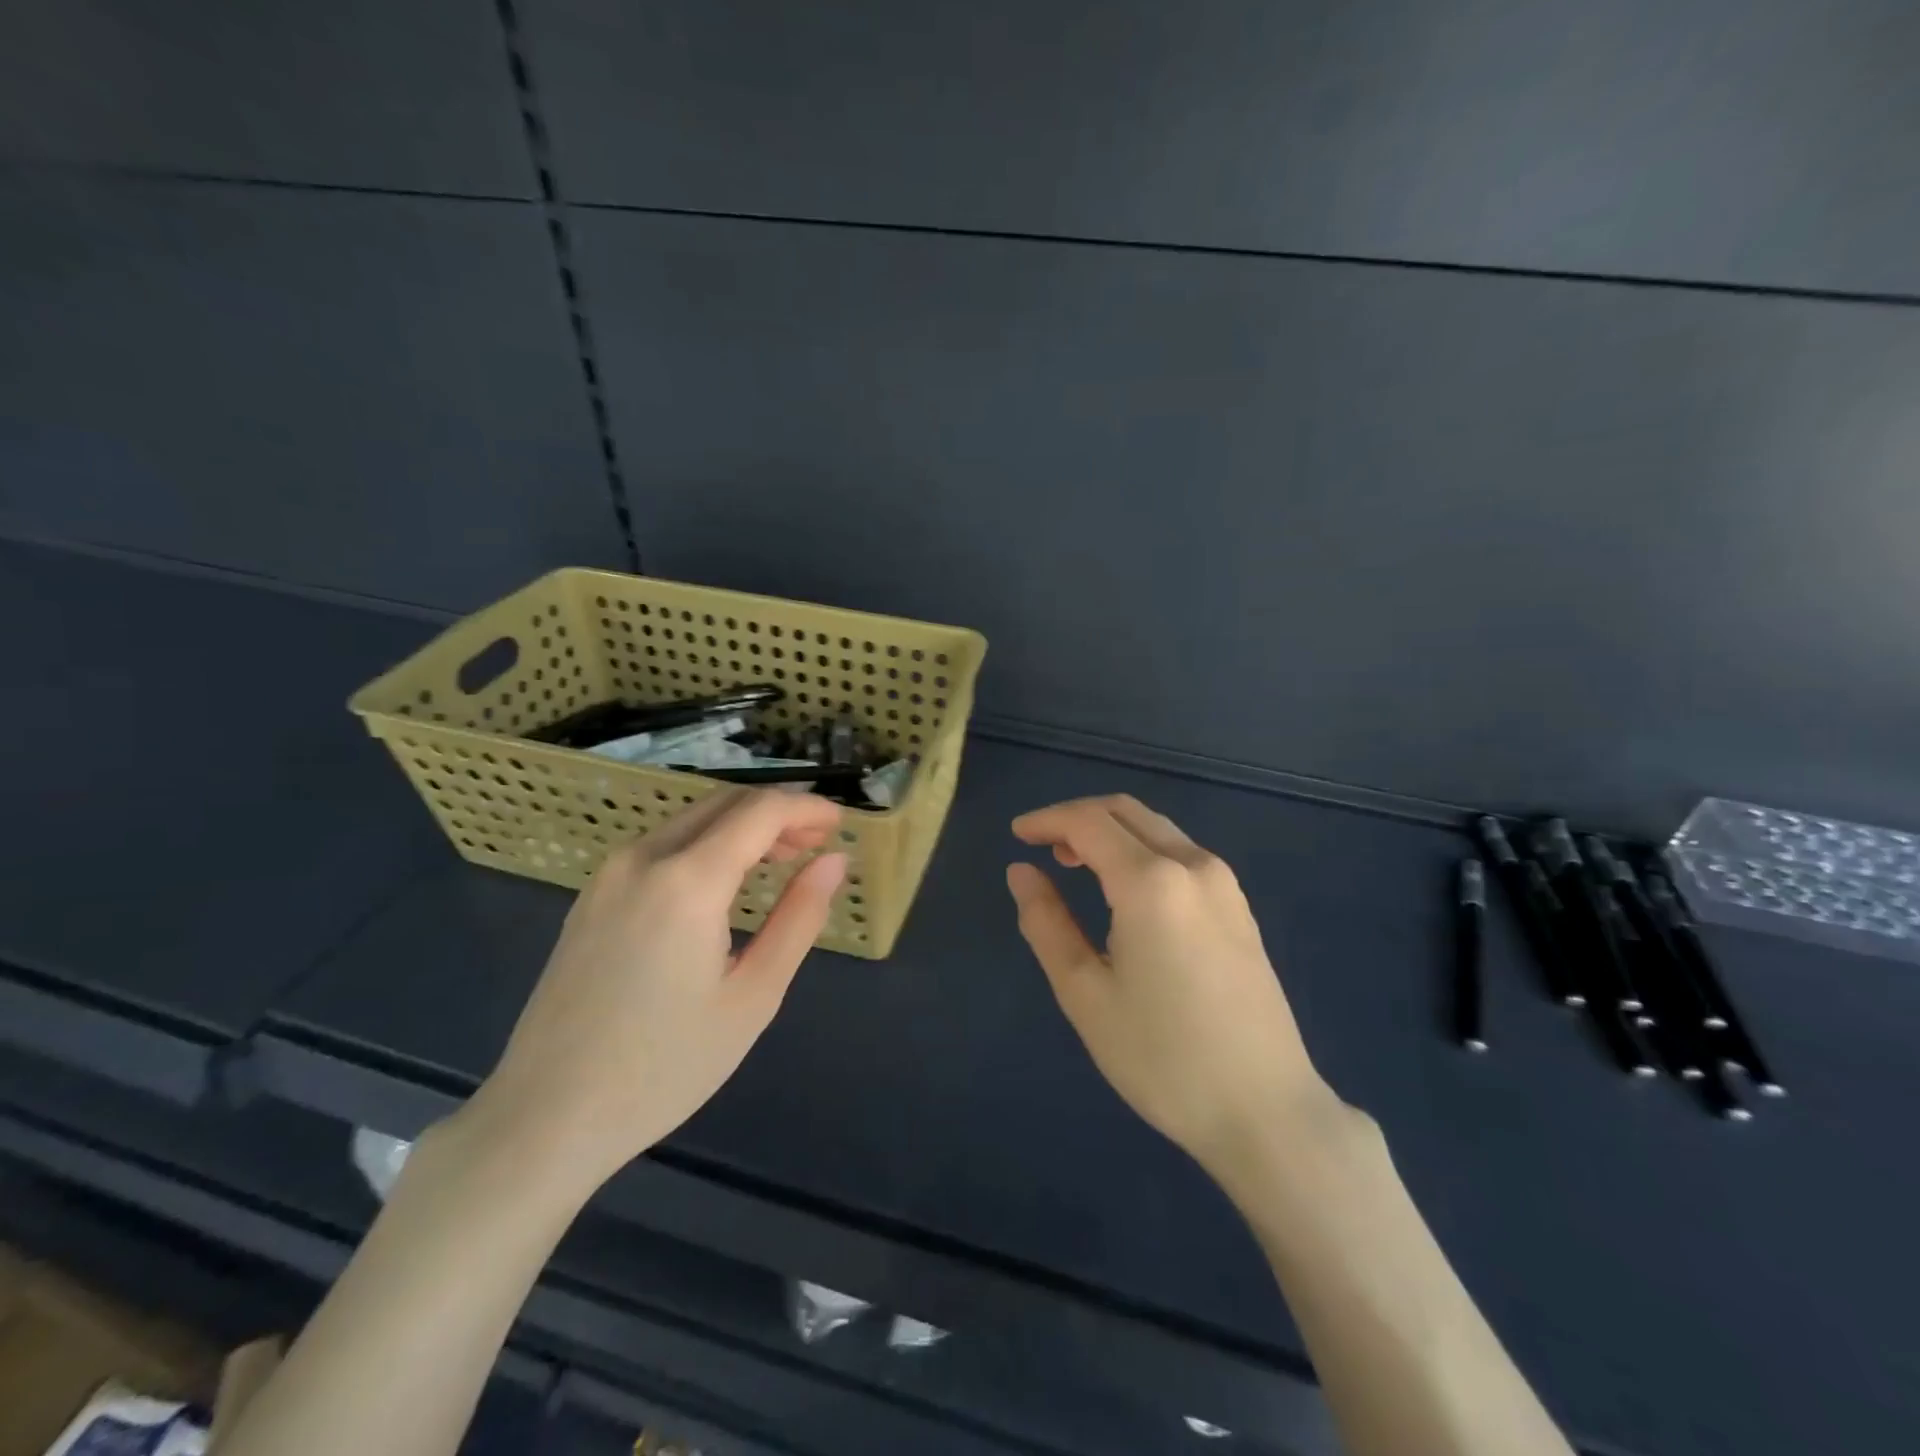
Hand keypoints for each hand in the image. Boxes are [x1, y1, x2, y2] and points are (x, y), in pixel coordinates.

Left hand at [467, 790, 845, 1194]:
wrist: (546, 1117)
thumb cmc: (664, 1067)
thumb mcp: (753, 996)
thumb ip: (798, 918)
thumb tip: (834, 861)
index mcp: (688, 881)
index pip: (760, 812)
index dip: (806, 808)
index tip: (840, 824)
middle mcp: (643, 858)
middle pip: (724, 803)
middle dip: (777, 812)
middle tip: (816, 845)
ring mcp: (609, 874)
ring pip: (691, 820)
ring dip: (741, 826)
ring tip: (780, 861)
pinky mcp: (592, 896)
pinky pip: (662, 845)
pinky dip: (706, 844)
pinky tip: (724, 882)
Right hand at [1006, 795, 1335, 1174]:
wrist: (1265, 1110)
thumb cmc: (1162, 1056)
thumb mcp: (1085, 993)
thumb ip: (1046, 923)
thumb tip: (1021, 872)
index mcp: (1151, 881)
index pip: (1088, 822)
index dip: (1047, 820)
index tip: (1016, 835)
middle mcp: (1193, 865)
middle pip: (1126, 812)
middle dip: (1078, 818)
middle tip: (1042, 847)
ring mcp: (1224, 884)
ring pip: (1156, 829)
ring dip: (1111, 833)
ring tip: (1075, 865)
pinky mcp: (1240, 907)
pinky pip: (1181, 853)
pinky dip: (1141, 850)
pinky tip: (1124, 890)